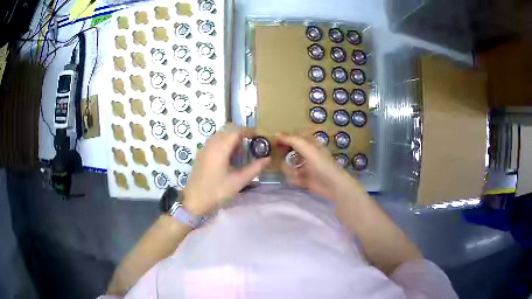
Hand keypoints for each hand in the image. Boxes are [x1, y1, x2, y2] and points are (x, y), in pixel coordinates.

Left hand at [183, 128, 270, 215]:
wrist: (194, 201)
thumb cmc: (217, 191)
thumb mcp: (239, 181)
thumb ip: (255, 168)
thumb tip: (268, 159)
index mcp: (221, 147)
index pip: (236, 130)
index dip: (248, 131)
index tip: (258, 138)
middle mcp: (211, 144)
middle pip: (227, 130)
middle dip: (240, 135)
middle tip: (250, 146)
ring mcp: (204, 149)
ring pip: (219, 135)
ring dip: (230, 139)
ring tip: (239, 153)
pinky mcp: (200, 155)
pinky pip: (213, 142)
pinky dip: (222, 144)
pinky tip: (227, 159)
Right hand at [275, 133, 361, 201]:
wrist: (332, 185)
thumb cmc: (322, 164)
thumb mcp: (307, 148)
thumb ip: (292, 140)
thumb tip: (277, 133)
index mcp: (309, 145)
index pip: (293, 138)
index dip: (284, 139)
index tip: (275, 142)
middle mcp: (306, 155)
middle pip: (288, 153)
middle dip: (285, 157)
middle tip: (283, 159)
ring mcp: (304, 168)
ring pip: (288, 166)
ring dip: (289, 170)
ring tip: (296, 174)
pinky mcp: (303, 180)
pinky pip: (291, 178)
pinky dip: (293, 179)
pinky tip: (299, 181)